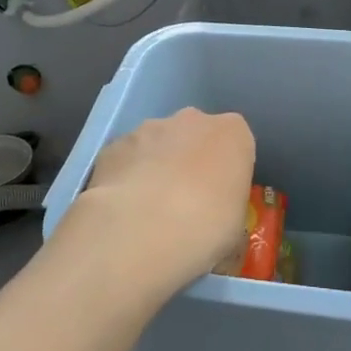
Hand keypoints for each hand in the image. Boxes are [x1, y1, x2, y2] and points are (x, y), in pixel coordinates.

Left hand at [74, 108, 254, 295]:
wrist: (142, 230)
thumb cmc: (207, 228)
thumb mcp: (236, 227)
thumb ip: (227, 206)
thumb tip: (213, 217)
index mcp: (233, 134)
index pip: (236, 143)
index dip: (227, 171)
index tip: (221, 198)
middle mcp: (192, 120)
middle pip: (195, 136)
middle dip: (190, 161)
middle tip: (185, 203)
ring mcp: (148, 128)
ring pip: (157, 143)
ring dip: (156, 167)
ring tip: (148, 211)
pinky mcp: (114, 145)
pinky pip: (126, 159)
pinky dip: (125, 177)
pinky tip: (123, 211)